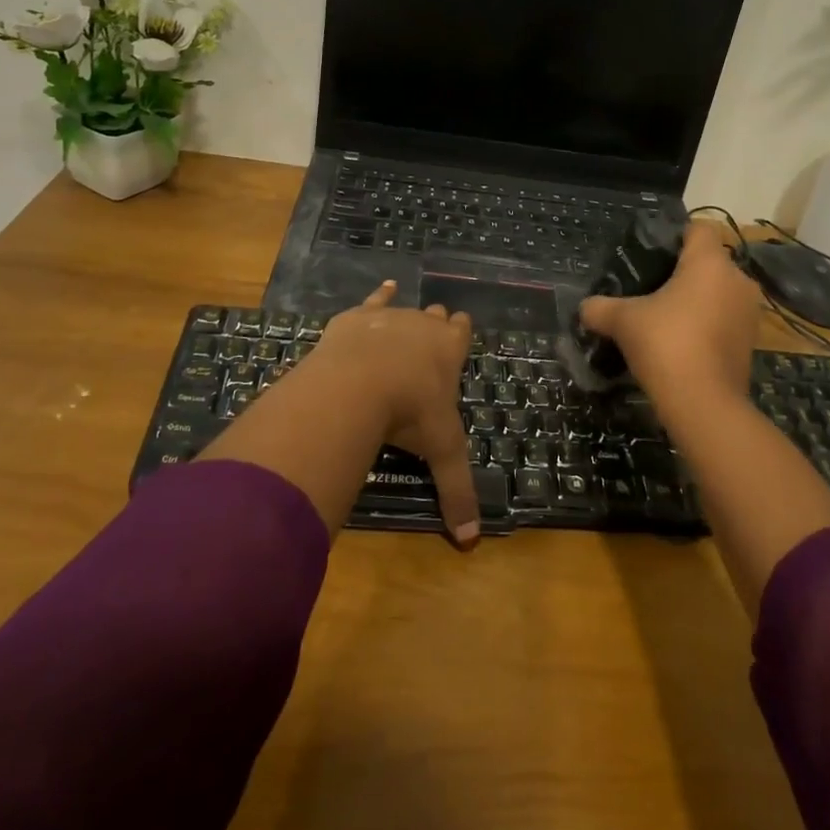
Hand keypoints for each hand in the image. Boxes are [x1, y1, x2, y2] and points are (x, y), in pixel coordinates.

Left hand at [312, 281, 477, 543]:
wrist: (359, 382)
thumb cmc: (409, 413)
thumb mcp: (440, 452)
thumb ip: (456, 492)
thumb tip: (471, 543)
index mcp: (449, 351)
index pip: (462, 332)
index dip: (462, 332)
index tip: (461, 329)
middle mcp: (424, 325)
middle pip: (435, 318)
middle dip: (436, 324)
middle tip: (433, 334)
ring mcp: (391, 316)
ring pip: (407, 308)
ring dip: (409, 313)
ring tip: (411, 315)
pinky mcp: (358, 315)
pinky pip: (374, 299)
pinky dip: (380, 294)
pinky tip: (385, 286)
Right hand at [579, 220, 760, 404]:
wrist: (704, 405)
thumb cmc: (665, 345)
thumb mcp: (623, 321)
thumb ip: (600, 308)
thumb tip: (584, 308)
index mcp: (710, 263)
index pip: (698, 228)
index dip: (675, 235)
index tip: (651, 254)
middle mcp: (737, 280)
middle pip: (709, 261)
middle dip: (682, 272)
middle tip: (649, 288)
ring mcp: (749, 312)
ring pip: (719, 291)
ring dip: (697, 300)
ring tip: (664, 317)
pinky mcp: (751, 342)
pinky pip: (725, 319)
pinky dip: (707, 324)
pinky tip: (680, 342)